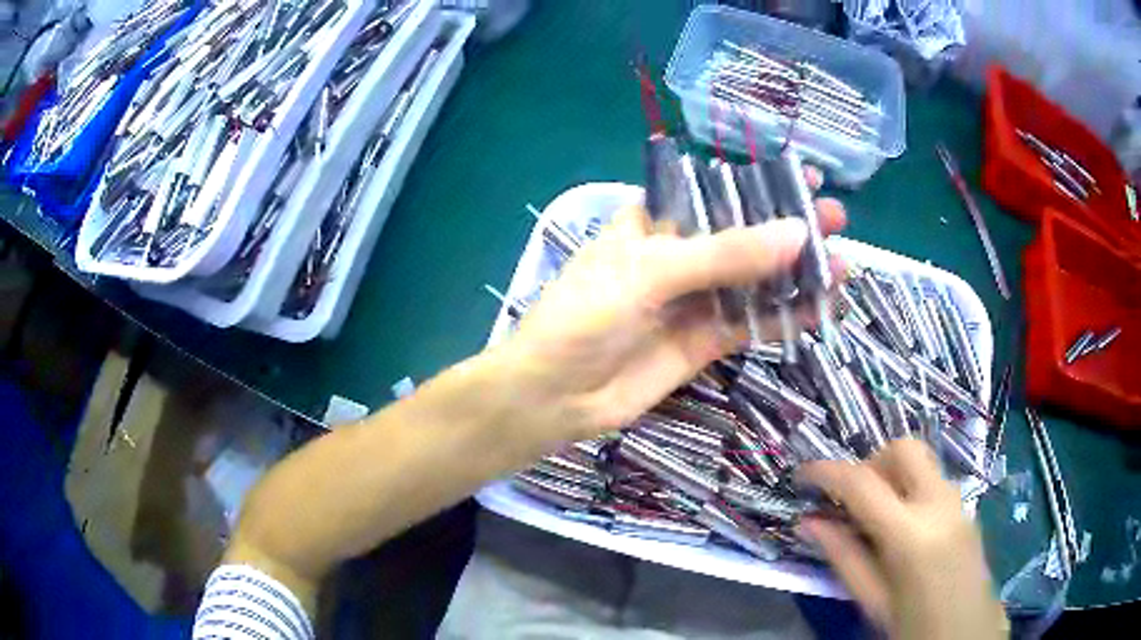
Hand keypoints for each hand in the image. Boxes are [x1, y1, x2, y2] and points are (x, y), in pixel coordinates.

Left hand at [505, 189, 844, 443]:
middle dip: (790, 228)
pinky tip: (823, 310)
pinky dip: (786, 318)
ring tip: (843, 265)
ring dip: (797, 275)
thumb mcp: (649, 272)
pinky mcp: (703, 343)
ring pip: (755, 282)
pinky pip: (751, 324)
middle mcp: (677, 257)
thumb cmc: (584, 317)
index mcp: (653, 223)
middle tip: (838, 221)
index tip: (805, 176)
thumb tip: (797, 234)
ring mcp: (693, 302)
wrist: (553, 396)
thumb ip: (724, 254)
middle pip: (744, 236)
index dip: (760, 183)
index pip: (715, 192)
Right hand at [797, 439, 1007, 639]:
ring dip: (891, 476)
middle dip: (870, 463)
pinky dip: (909, 489)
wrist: (968, 633)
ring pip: (921, 462)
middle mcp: (939, 503)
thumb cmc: (914, 626)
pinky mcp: (966, 507)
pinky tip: (901, 528)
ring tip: (874, 519)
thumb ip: (843, 557)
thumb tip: (808, 522)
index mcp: (911, 534)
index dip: (825, 473)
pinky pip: (933, 480)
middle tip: (851, 501)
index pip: (862, 483)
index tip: (801, 475)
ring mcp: (958, 501)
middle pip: (902, 449)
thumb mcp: (873, 602)